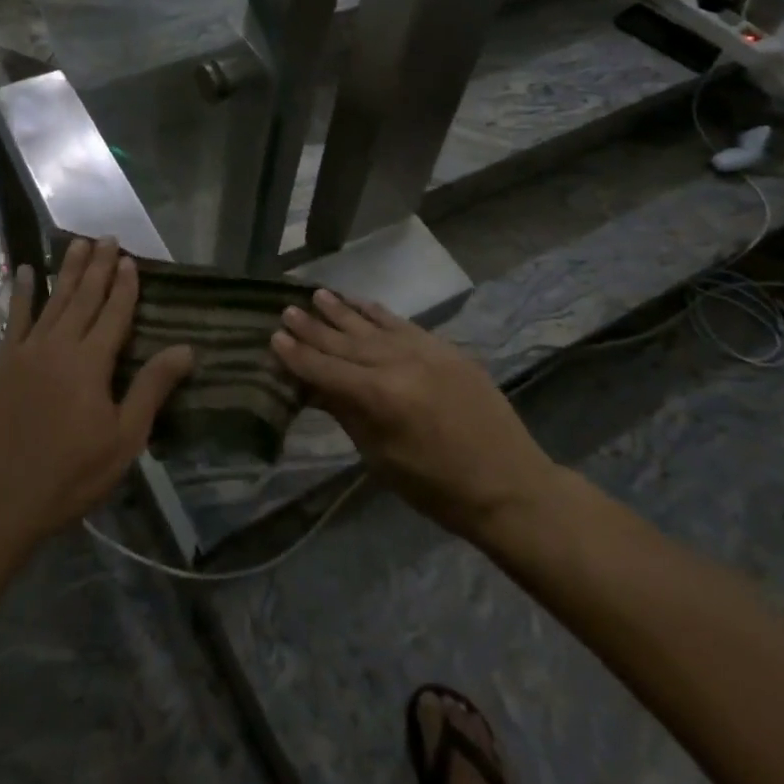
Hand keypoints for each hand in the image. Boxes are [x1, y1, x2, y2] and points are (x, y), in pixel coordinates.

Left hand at [0, 238, 192, 550]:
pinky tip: (28, 272)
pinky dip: (23, 293)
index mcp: (91, 362)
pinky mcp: (3, 363)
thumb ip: (151, 388)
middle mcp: (60, 345)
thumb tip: (186, 349)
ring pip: (54, 300)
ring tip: (78, 243)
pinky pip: (16, 318)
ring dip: (68, 270)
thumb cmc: (70, 474)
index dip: (125, 286)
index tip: (132, 260)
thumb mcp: (124, 439)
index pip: (114, 313)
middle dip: (99, 266)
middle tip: (108, 237)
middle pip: (84, 297)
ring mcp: (28, 351)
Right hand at [272, 291, 560, 541]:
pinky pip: (403, 324)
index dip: (298, 356)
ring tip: (317, 295)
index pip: (327, 370)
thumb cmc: (437, 488)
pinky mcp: (446, 349)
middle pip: (346, 342)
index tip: (274, 337)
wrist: (509, 485)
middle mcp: (399, 364)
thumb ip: (346, 413)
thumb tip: (313, 386)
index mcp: (380, 397)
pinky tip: (362, 303)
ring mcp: (425, 351)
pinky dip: (379, 313)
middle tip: (287, 309)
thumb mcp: (381, 458)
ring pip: (373, 325)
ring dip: (343, 310)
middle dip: (314, 327)